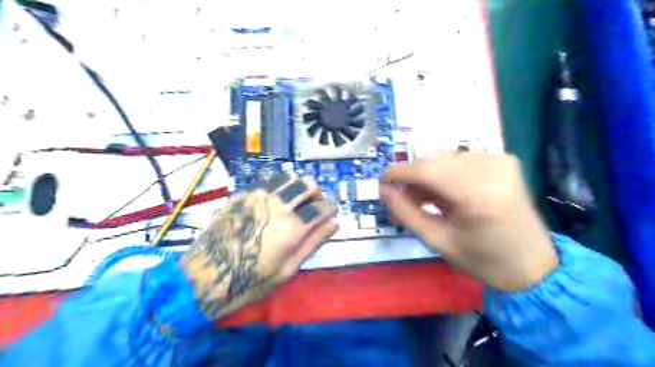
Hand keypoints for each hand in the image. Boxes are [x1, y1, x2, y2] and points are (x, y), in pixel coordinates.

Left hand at [182, 173, 339, 319]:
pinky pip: (268, 181)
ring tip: (295, 200)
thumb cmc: (250, 280)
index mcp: (292, 228)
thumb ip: (313, 243)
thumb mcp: (287, 270)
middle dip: (317, 194)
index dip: (331, 209)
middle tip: (313, 207)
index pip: (322, 207)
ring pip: (289, 176)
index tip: (330, 214)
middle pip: (308, 184)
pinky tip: (274, 201)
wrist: (205, 276)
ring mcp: (258, 196)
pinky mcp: (242, 195)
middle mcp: (277, 205)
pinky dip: (278, 187)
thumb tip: (334, 224)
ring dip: (298, 186)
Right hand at [385, 154, 556, 289]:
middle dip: (413, 177)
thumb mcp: (437, 241)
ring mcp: (500, 161)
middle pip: (434, 160)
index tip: (383, 182)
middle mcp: (491, 169)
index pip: (426, 169)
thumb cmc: (482, 260)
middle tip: (406, 199)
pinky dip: (446, 173)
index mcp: (477, 195)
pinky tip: (447, 193)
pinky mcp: (505, 160)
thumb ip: (406, 213)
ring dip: (429, 176)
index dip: (398, 172)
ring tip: (427, 200)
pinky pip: (461, 159)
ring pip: (445, 158)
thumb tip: (384, 191)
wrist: (533, 265)